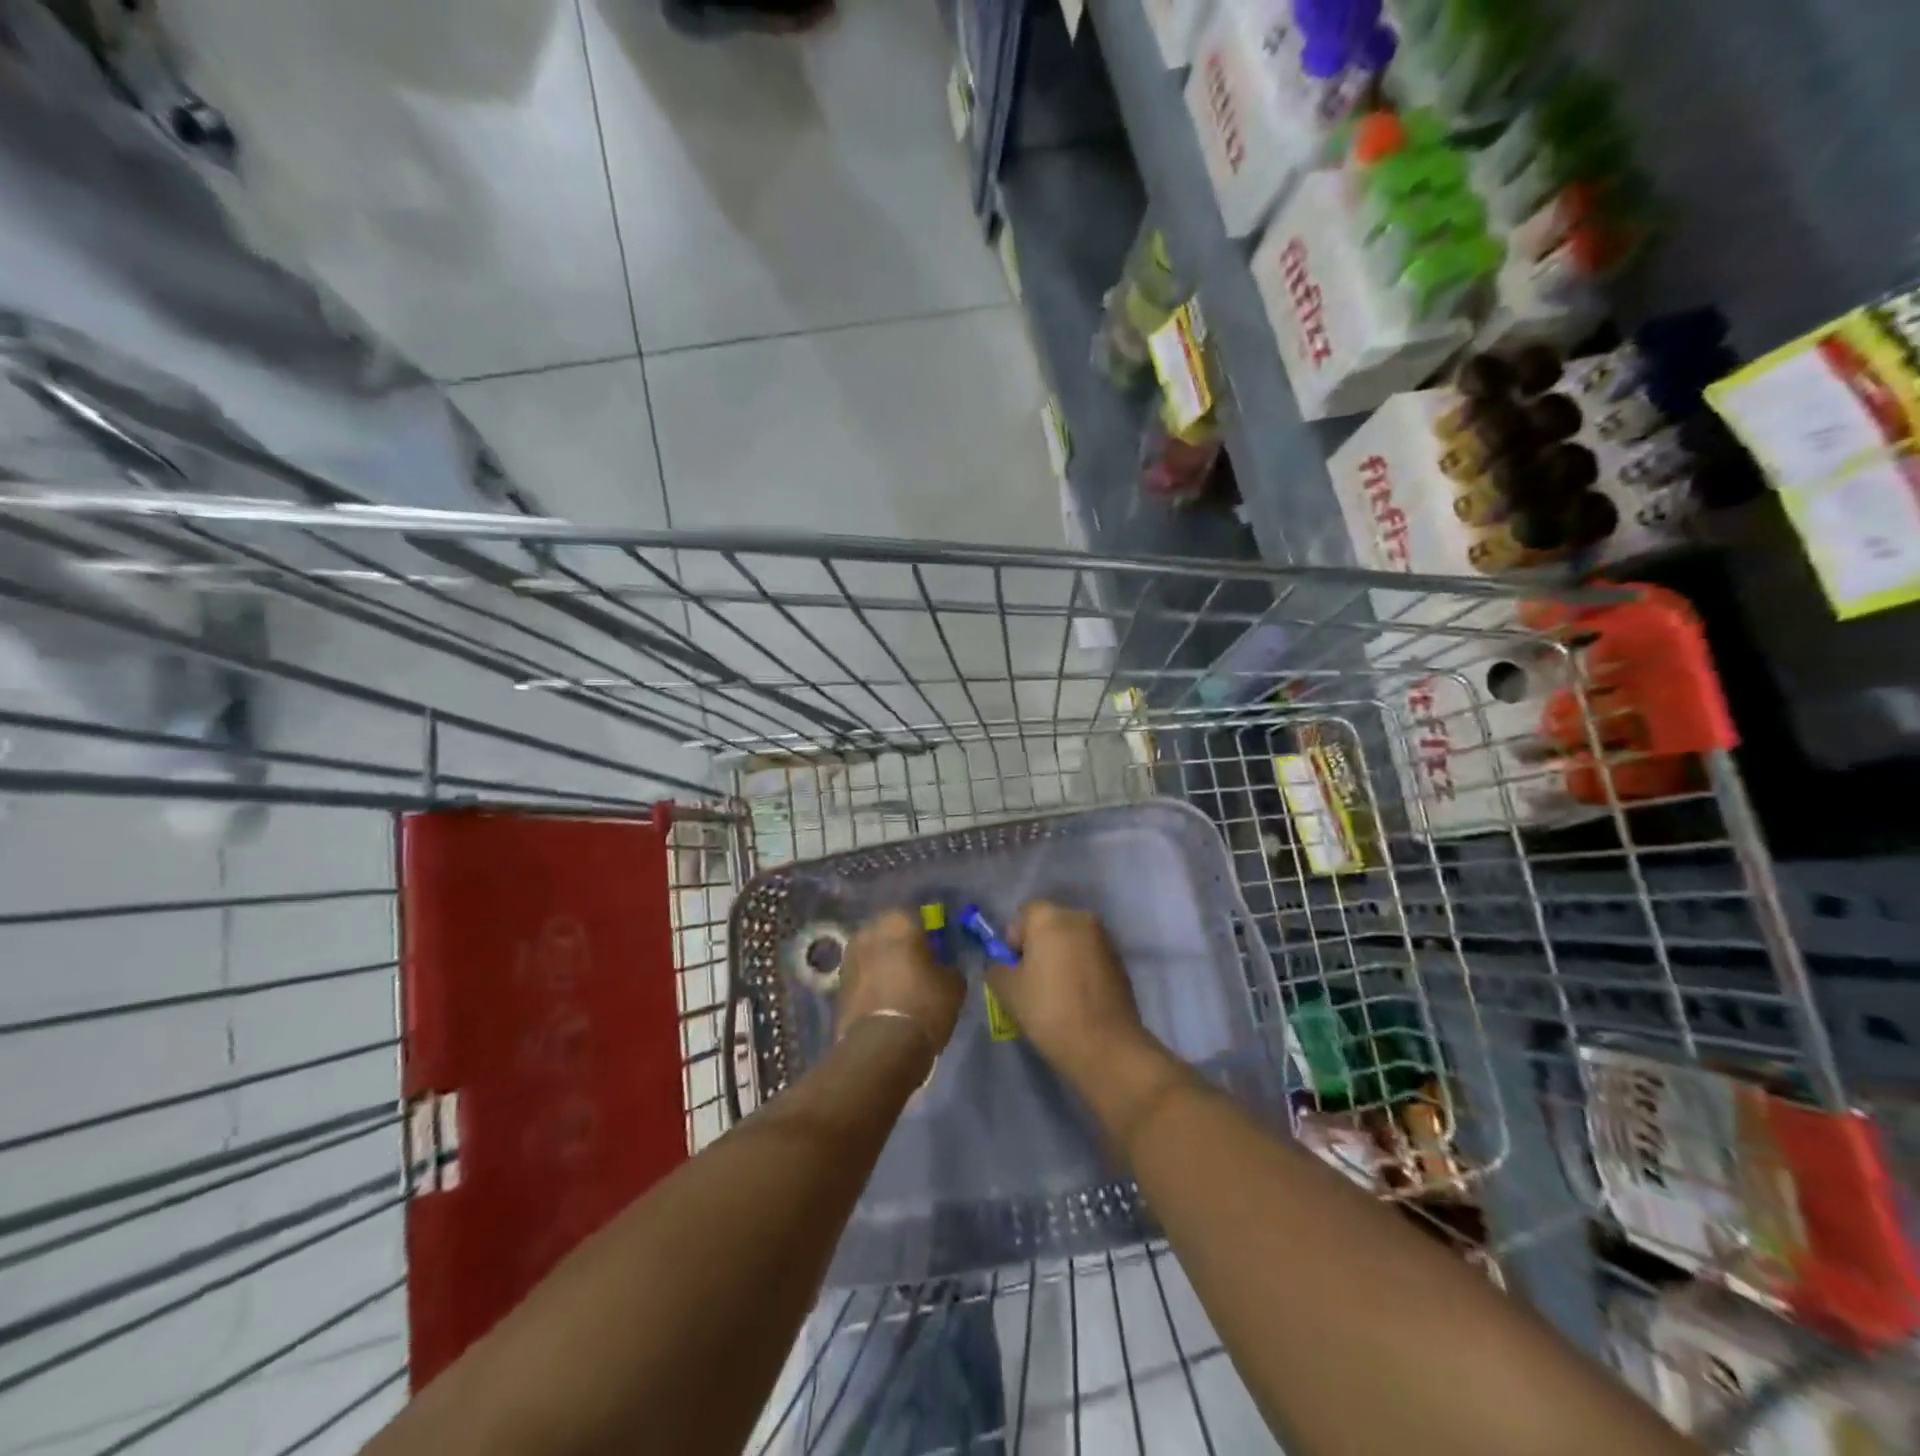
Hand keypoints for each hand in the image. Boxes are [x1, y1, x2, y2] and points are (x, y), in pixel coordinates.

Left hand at [835, 908, 963, 1060]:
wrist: (881, 1046)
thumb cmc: (923, 1004)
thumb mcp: (954, 985)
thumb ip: (948, 966)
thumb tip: (943, 967)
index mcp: (898, 921)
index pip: (916, 916)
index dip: (927, 933)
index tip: (936, 950)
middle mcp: (869, 931)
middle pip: (889, 933)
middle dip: (900, 946)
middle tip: (918, 966)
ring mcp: (849, 957)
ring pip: (872, 954)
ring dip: (883, 964)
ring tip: (900, 986)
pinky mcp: (837, 984)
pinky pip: (861, 976)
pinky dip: (871, 983)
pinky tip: (885, 1001)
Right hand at [989, 902, 1160, 1088]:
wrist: (1104, 1045)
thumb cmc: (1048, 1010)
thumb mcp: (1006, 990)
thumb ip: (998, 968)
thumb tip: (1004, 965)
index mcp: (1050, 918)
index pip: (1025, 913)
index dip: (1015, 938)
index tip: (1014, 967)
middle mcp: (1080, 919)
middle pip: (1051, 924)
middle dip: (1039, 945)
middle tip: (1032, 980)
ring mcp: (1105, 939)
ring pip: (1072, 940)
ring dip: (1062, 957)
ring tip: (1056, 992)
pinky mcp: (1120, 962)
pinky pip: (1090, 957)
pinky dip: (1081, 969)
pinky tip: (1077, 998)